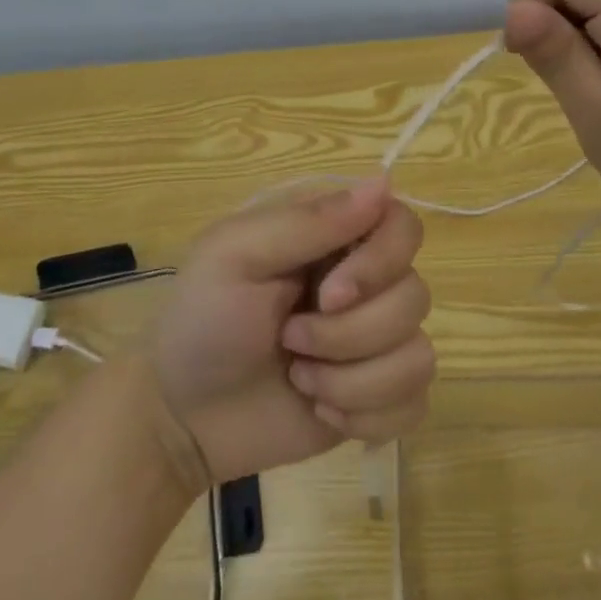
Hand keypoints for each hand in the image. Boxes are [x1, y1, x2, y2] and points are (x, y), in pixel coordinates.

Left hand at [146, 178, 434, 484]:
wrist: (182, 415)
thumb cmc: (202, 320)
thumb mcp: (236, 255)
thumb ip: (308, 221)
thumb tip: (384, 182)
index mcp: (335, 238)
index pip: (404, 227)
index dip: (381, 263)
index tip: (330, 294)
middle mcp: (367, 283)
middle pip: (414, 296)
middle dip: (347, 334)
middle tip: (290, 340)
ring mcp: (377, 343)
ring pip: (418, 356)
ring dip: (351, 380)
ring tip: (299, 378)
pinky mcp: (380, 397)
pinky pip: (415, 404)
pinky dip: (367, 417)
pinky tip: (322, 410)